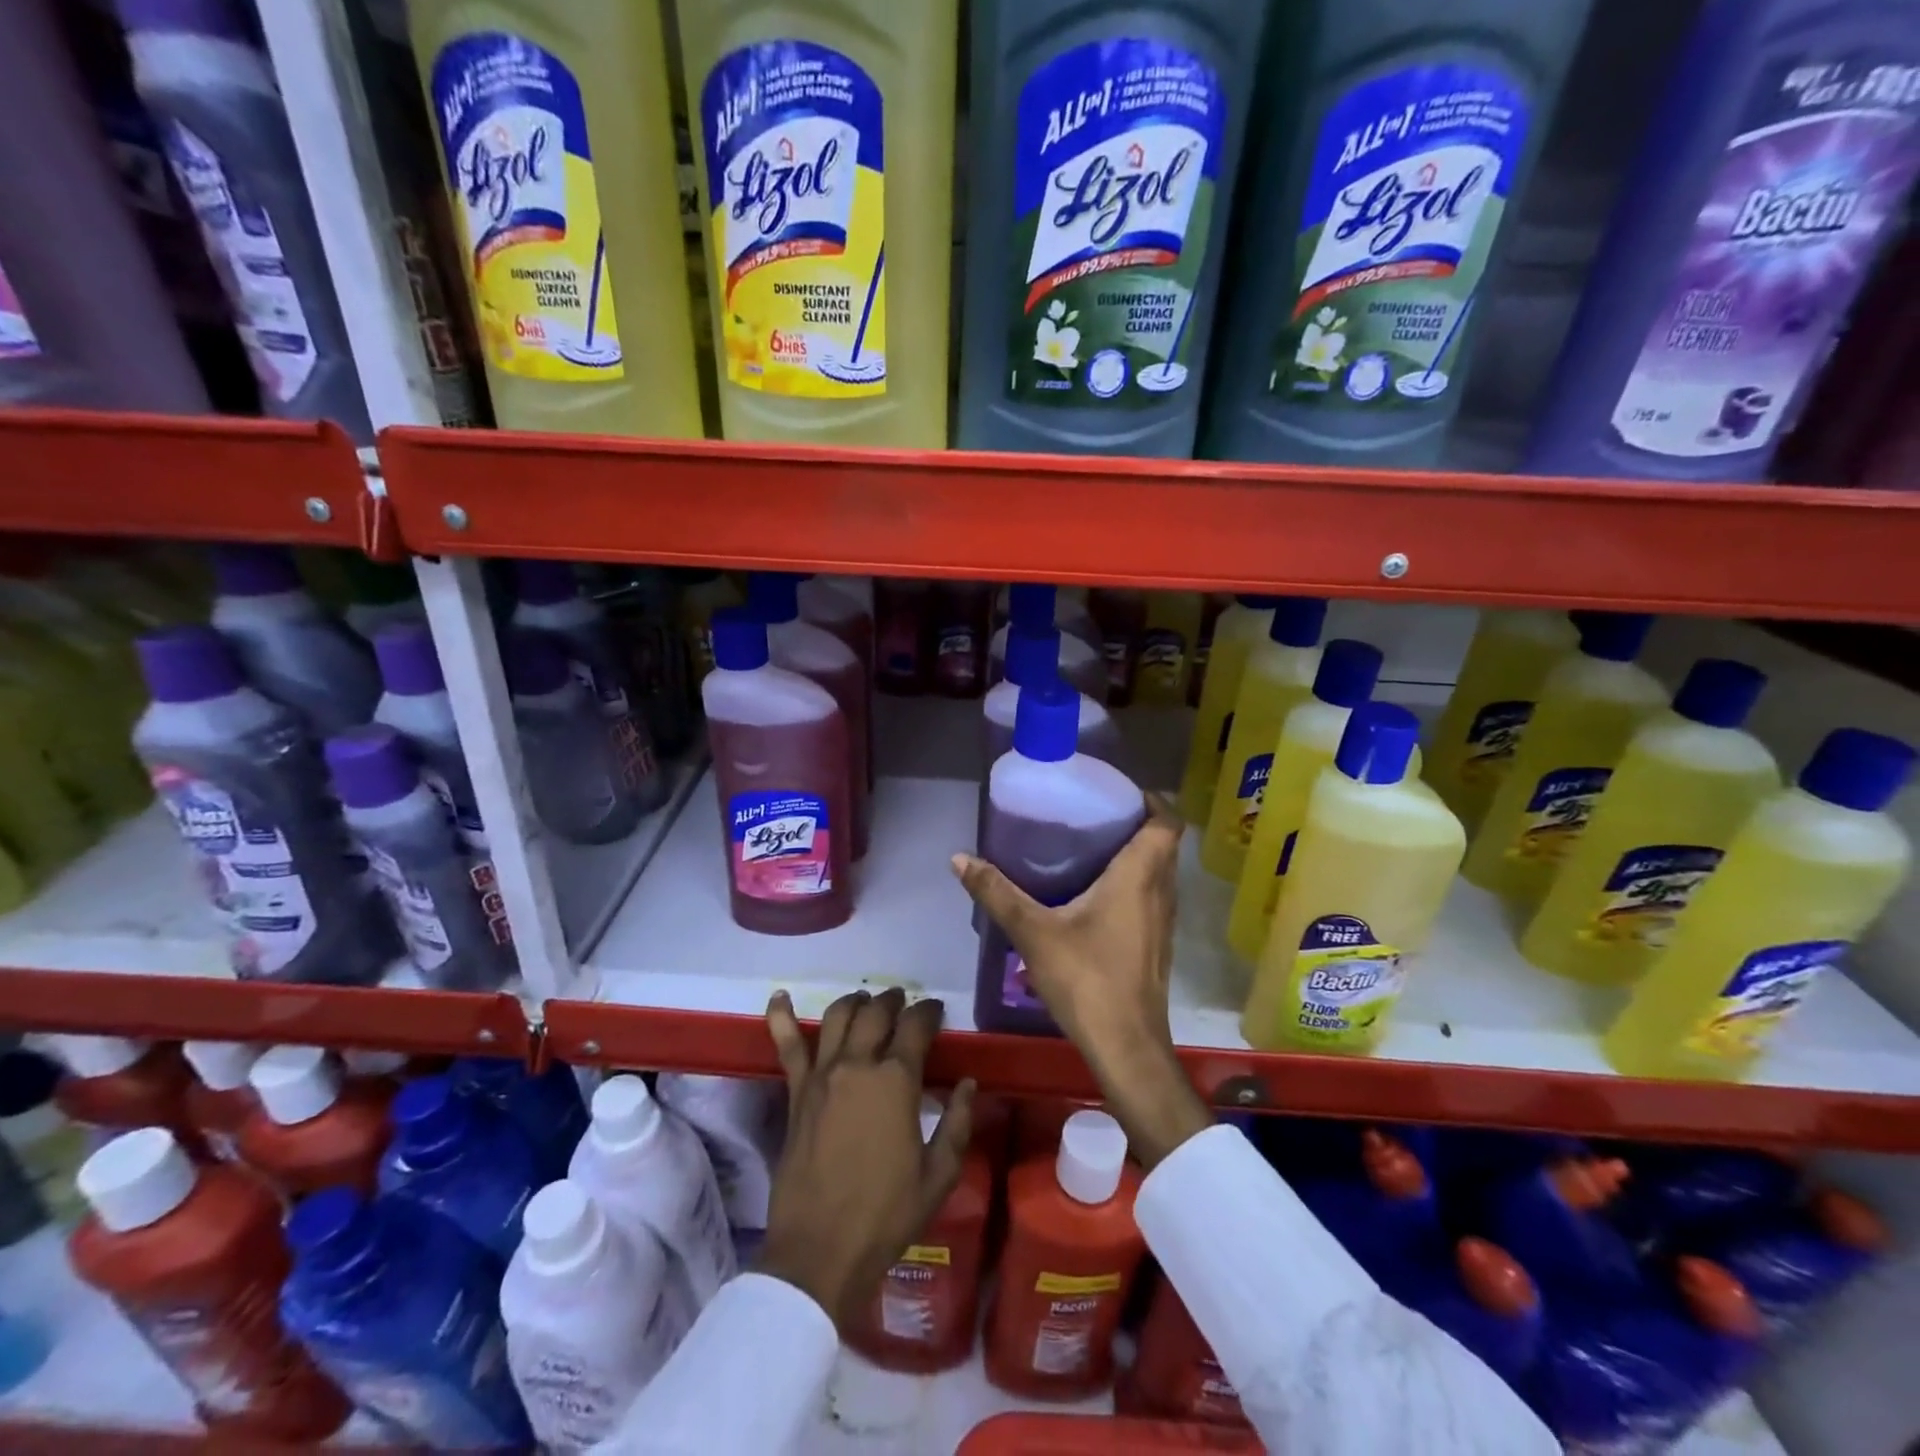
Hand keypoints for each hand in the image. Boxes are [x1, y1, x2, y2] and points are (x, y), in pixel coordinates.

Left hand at [758, 988, 976, 1328]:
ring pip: (838, 1017)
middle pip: (877, 1013)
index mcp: (896, 1081)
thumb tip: (969, 1083)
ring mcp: (822, 1076)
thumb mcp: (938, 1175)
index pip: (916, 1026)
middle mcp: (858, 1065)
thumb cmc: (886, 1216)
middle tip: (904, 1004)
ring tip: (866, 1001)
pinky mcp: (796, 1093)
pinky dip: (781, 1017)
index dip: (929, 1012)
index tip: (936, 1011)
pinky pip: (787, 1047)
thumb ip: (957, 1123)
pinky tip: (779, 995)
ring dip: (856, 1002)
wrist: (820, 1253)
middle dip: (894, 1001)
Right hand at [952, 794, 1211, 1167]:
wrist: (1126, 1047)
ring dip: (1137, 856)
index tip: (1119, 793)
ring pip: (1160, 873)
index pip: (1167, 823)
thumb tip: (960, 858)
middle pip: (1163, 845)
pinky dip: (1134, 885)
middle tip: (1094, 817)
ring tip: (1091, 850)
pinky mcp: (1157, 946)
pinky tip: (1095, 898)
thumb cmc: (1087, 979)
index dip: (1152, 801)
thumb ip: (997, 892)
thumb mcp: (1034, 932)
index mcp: (1139, 876)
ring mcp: (1163, 923)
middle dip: (1136, 825)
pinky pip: (1152, 898)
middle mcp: (1161, 893)